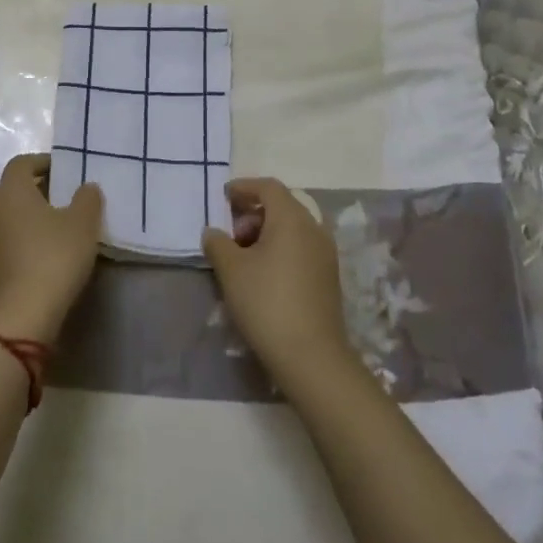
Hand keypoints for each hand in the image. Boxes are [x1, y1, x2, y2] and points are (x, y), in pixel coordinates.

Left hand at [0, 154, 103, 344]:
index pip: (22, 163)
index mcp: (11, 189)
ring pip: (6, 212)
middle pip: (11, 187)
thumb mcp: (83, 223)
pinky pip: (4, 235)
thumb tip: (86, 187)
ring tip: (54, 222)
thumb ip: (87, 198)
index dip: (43, 162)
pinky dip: (21, 233)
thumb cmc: (54, 255)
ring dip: (26, 212)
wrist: (23, 310)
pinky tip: (42, 246)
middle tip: (62, 194)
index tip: (65, 170)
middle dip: (35, 187)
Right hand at [202, 178, 357, 395]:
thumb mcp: (231, 270)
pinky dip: (280, 248)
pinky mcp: (328, 277)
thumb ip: (218, 243)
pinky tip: (263, 273)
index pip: (268, 187)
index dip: (244, 187)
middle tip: (231, 233)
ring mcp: (325, 254)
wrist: (310, 355)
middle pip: (282, 206)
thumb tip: (214, 232)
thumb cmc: (266, 302)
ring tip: (243, 256)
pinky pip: (301, 247)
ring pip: (293, 228)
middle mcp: (314, 229)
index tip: (224, 196)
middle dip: (253, 212)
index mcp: (292, 218)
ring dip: (266, 232)